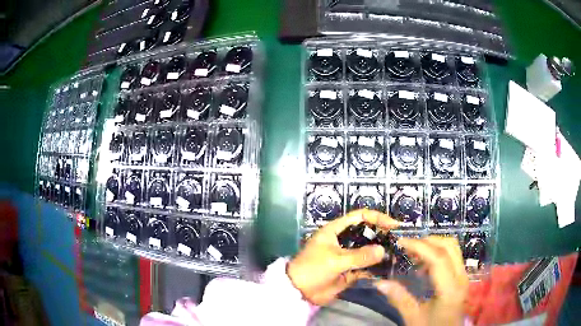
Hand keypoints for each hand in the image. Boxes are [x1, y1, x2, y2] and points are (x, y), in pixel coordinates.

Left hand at [287, 209, 398, 304]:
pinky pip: (366, 267)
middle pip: (367, 233)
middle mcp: (343, 240)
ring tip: (397, 255)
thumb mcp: (335, 260)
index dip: (377, 217)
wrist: (299, 291)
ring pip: (368, 250)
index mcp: (336, 230)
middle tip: (398, 242)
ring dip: (380, 253)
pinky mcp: (349, 270)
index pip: (360, 217)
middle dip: (382, 236)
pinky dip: (375, 268)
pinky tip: (388, 270)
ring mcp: (347, 256)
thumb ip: (359, 256)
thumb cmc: (313, 269)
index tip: (393, 225)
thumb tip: (382, 250)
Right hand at [375, 236, 468, 325]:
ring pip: (453, 248)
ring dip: (434, 244)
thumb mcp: (413, 317)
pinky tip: (424, 264)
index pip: (438, 258)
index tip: (401, 242)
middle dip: (427, 241)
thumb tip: (379, 283)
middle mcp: (461, 277)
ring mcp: (463, 276)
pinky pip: (453, 255)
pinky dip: (438, 252)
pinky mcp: (461, 277)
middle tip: (407, 246)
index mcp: (450, 289)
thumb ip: (399, 298)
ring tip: (414, 253)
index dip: (419, 246)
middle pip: (449, 246)